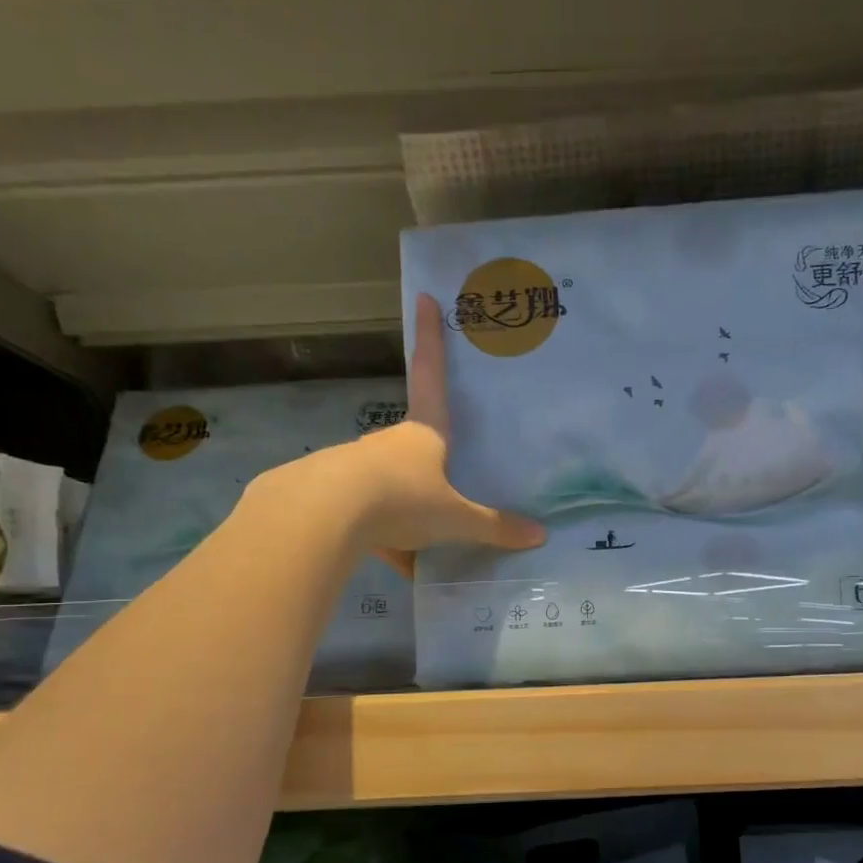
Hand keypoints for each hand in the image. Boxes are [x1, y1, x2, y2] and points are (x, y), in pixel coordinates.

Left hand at [263, 293, 543, 576]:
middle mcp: (389, 442)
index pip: (432, 375)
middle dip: (428, 468)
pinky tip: (392, 564)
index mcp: (424, 432)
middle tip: (445, 495)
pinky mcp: (330, 493)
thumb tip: (539, 536)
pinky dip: (380, 540)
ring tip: (421, 549)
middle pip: (414, 446)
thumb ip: (493, 528)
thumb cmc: (402, 498)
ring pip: (389, 487)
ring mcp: (356, 466)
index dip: (432, 337)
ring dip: (404, 514)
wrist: (322, 515)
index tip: (424, 297)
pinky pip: (365, 517)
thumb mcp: (454, 518)